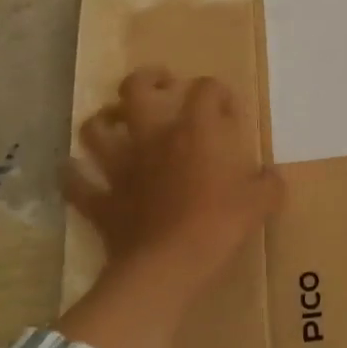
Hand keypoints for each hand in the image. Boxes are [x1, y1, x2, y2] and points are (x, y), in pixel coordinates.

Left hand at [62, 68, 282, 303]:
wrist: (167, 267)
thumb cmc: (217, 226)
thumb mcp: (259, 204)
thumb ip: (269, 186)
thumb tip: (273, 177)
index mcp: (194, 132)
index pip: (206, 90)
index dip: (218, 92)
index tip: (227, 108)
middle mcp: (152, 139)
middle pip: (136, 90)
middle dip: (147, 80)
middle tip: (161, 85)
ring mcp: (121, 168)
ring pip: (95, 130)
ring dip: (102, 121)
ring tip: (114, 122)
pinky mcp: (101, 201)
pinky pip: (76, 184)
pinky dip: (73, 176)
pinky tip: (75, 172)